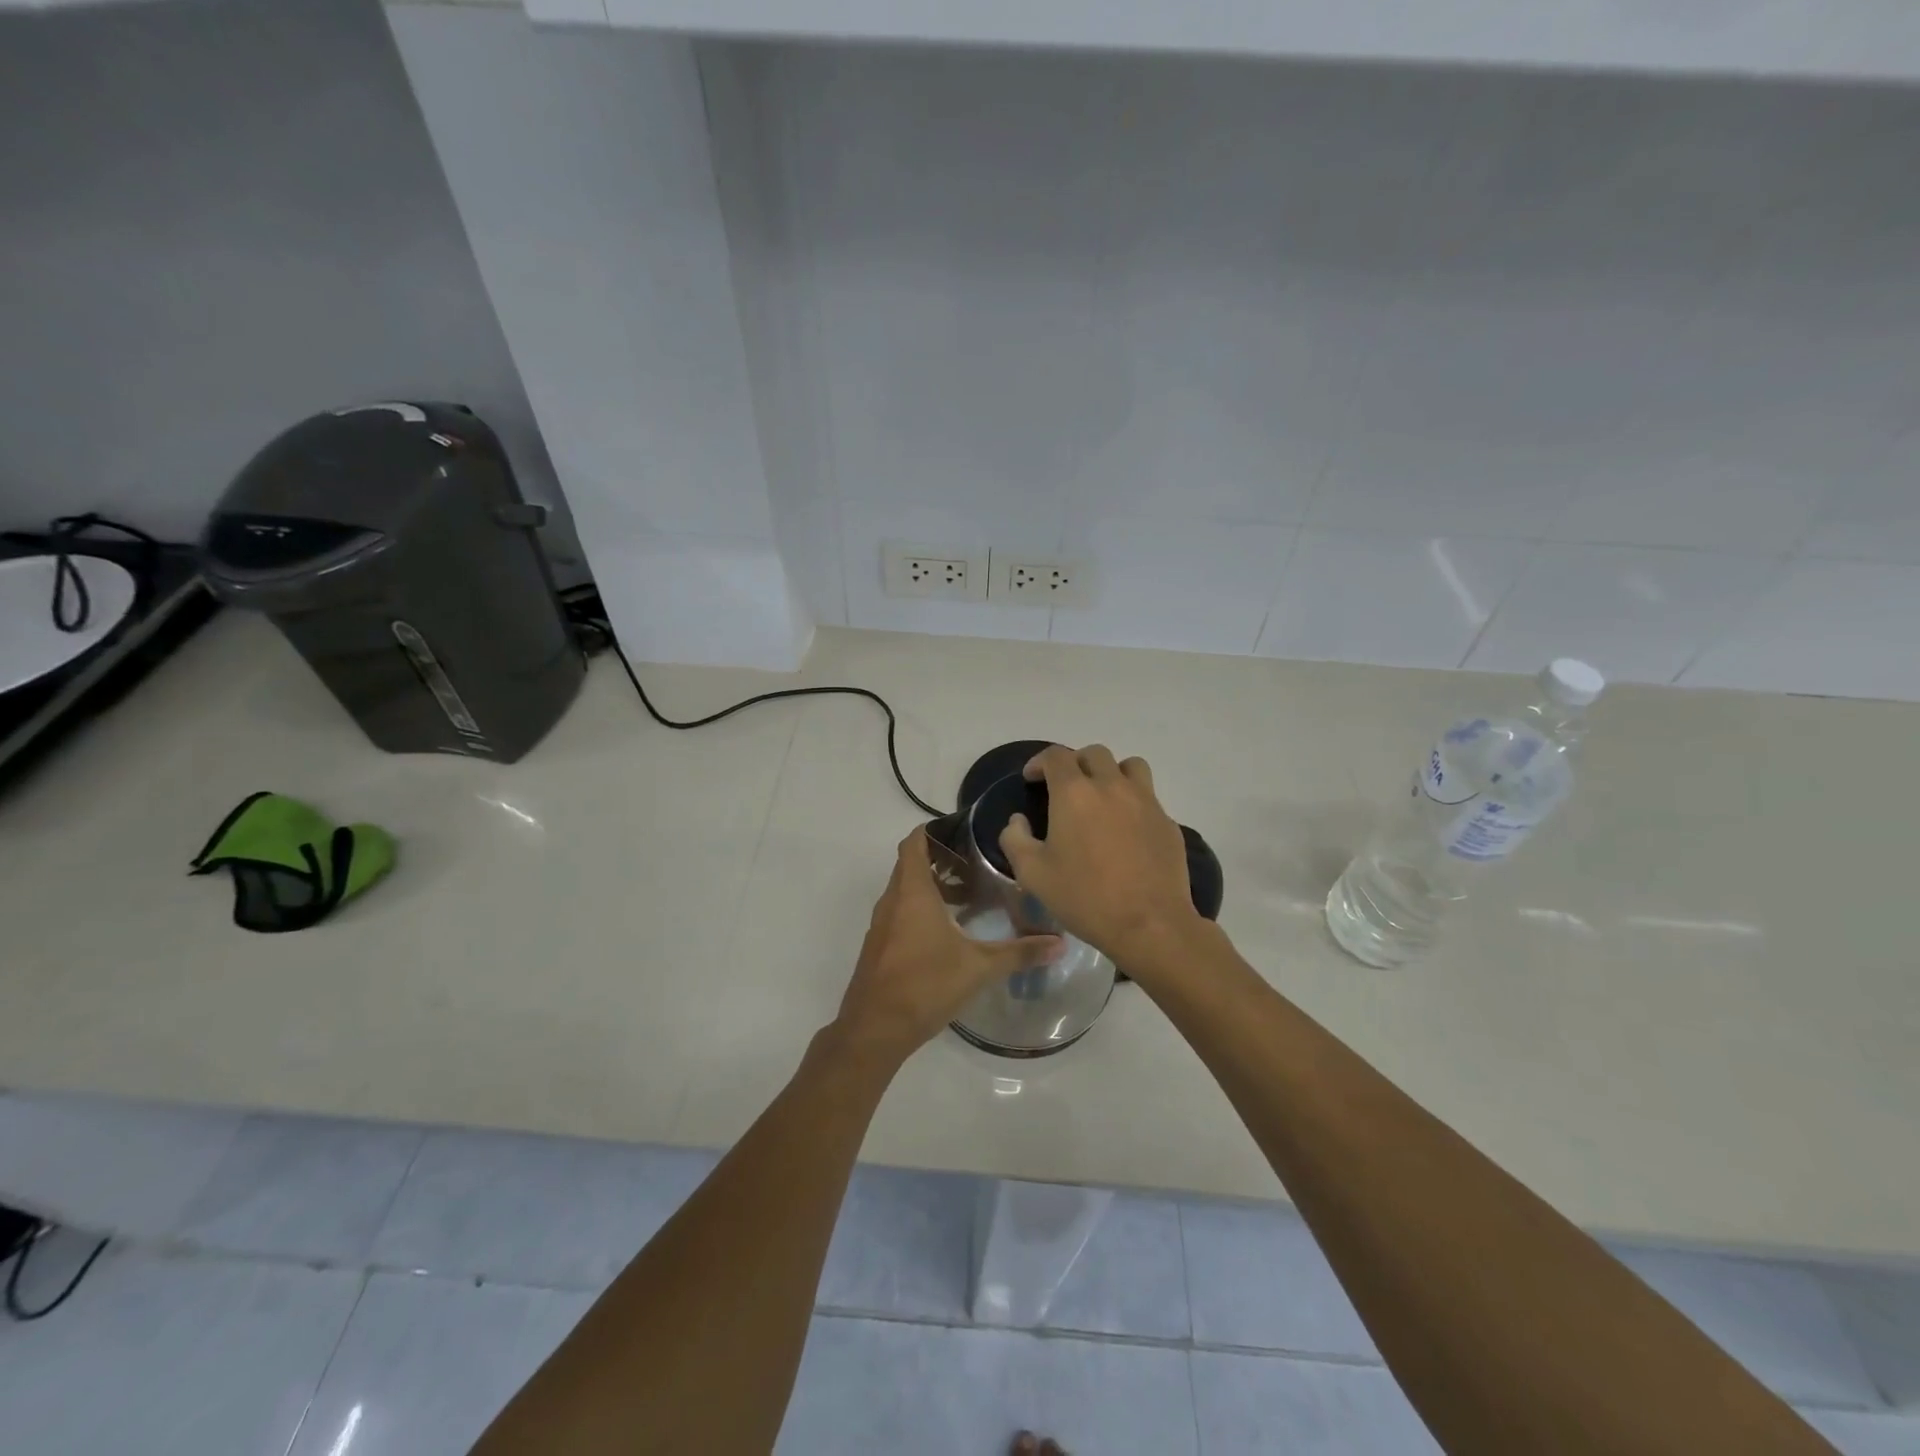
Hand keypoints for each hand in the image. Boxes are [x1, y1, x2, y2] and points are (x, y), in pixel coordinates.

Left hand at [833, 828, 1060, 1066]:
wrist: (874, 1029)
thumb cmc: (925, 985)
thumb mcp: (979, 968)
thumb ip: (1020, 953)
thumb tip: (1060, 943)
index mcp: (912, 892)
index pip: (914, 842)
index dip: (935, 830)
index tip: (964, 831)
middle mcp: (892, 901)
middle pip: (911, 863)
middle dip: (941, 858)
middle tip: (977, 862)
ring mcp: (882, 925)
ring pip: (905, 890)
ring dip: (932, 886)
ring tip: (969, 896)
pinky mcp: (880, 946)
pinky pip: (900, 913)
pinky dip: (921, 909)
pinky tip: (948, 931)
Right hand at [998, 744, 1201, 969]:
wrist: (1149, 924)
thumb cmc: (1084, 896)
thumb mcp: (1032, 874)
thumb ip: (1015, 839)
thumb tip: (1018, 821)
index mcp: (1074, 793)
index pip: (1055, 756)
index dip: (1039, 762)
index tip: (1032, 779)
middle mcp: (1111, 786)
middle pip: (1094, 754)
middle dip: (1075, 763)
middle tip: (1065, 788)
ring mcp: (1145, 801)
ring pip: (1130, 766)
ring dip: (1111, 773)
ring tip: (1103, 796)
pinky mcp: (1167, 821)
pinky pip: (1148, 796)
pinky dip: (1133, 801)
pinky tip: (1126, 829)